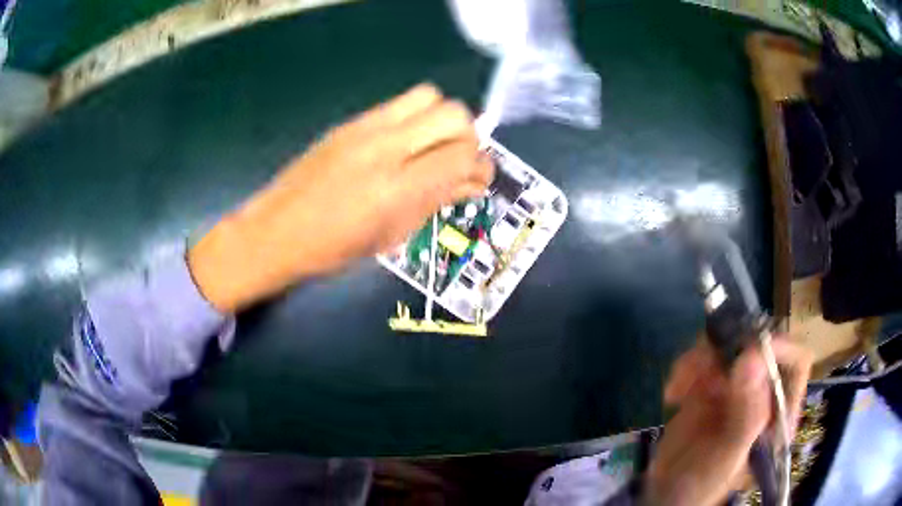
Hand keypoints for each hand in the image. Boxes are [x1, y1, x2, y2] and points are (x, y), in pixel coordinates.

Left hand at [188, 84, 494, 311]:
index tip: (478, 179)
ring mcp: (366, 128)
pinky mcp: (351, 121)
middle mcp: (386, 148)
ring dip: (441, 119)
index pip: (463, 155)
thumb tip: (471, 182)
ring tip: (431, 147)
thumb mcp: (391, 235)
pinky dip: (415, 118)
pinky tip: (403, 144)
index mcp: (397, 189)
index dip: (482, 166)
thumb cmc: (332, 249)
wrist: (275, 231)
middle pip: (453, 114)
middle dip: (467, 136)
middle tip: (457, 161)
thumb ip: (436, 201)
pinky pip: (398, 104)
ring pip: (429, 96)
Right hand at [643, 337, 811, 505]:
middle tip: (702, 373)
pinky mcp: (711, 384)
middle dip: (729, 352)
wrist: (664, 494)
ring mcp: (736, 386)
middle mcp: (763, 393)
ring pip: (728, 345)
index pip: (796, 363)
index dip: (777, 349)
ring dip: (700, 360)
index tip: (745, 352)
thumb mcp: (727, 457)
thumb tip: (752, 360)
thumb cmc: (702, 485)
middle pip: (759, 346)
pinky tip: (673, 394)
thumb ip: (745, 416)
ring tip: (679, 389)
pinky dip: (685, 368)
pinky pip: (702, 357)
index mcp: (779, 411)